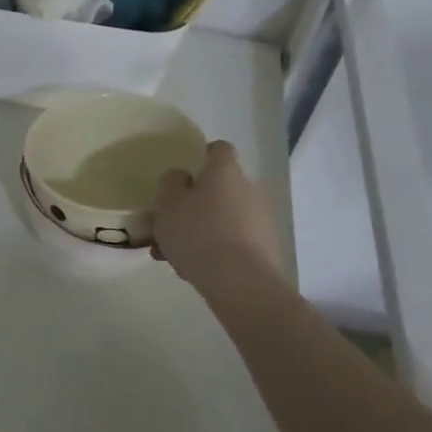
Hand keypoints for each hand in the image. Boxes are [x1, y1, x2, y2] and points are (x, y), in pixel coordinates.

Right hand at [152, 141, 283, 293]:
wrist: (239, 282)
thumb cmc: (197, 233)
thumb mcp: (168, 203)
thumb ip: (171, 183)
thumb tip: (182, 177)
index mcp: (225, 171)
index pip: (218, 149)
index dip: (200, 157)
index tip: (181, 177)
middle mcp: (248, 188)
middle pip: (218, 187)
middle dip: (194, 203)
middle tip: (168, 224)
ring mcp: (259, 218)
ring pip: (221, 216)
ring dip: (199, 229)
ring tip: (172, 254)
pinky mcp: (263, 246)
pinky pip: (231, 239)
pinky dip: (213, 248)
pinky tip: (191, 269)